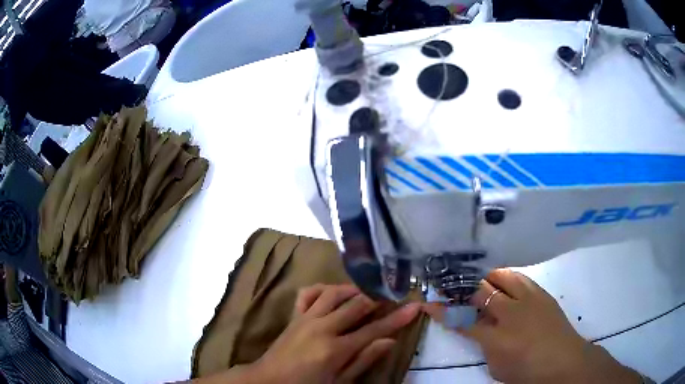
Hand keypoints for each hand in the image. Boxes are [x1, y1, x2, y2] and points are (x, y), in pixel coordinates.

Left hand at [247, 284, 419, 383]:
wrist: (269, 381)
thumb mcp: (339, 382)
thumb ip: (363, 361)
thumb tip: (389, 342)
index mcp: (335, 349)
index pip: (374, 330)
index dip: (397, 318)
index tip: (414, 306)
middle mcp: (322, 328)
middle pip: (356, 305)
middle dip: (377, 299)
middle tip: (391, 297)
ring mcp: (306, 319)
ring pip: (333, 293)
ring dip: (352, 290)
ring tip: (365, 294)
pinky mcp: (294, 316)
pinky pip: (307, 294)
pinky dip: (322, 289)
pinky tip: (333, 293)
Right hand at [424, 269, 641, 383]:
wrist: (563, 360)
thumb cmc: (527, 372)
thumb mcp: (497, 367)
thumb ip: (485, 346)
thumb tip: (481, 329)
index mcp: (495, 338)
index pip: (461, 320)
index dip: (442, 311)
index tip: (428, 303)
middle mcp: (510, 313)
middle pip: (480, 291)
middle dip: (463, 289)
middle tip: (454, 289)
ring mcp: (528, 299)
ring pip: (502, 276)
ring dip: (488, 278)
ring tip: (482, 283)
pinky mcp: (541, 293)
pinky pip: (520, 278)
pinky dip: (508, 278)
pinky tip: (506, 284)